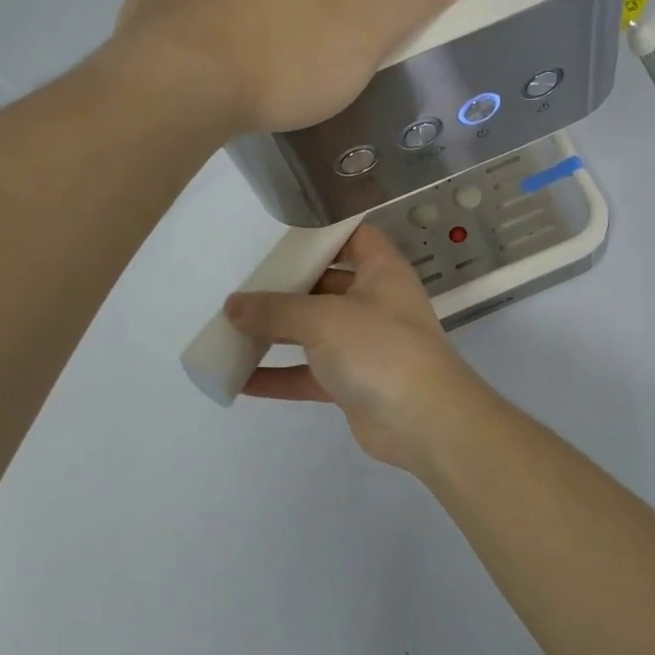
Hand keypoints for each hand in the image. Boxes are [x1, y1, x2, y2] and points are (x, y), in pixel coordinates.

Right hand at [224, 225, 496, 473]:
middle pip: (325, 285)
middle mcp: (375, 302)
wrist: (425, 422)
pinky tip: (240, 380)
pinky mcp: (354, 383)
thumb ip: (276, 310)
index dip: (322, 233)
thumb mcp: (324, 319)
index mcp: (381, 271)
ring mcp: (365, 345)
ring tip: (230, 330)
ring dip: (276, 333)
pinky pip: (309, 374)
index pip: (354, 237)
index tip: (280, 238)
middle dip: (286, 287)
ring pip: (314, 332)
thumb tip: (233, 305)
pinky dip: (279, 376)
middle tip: (243, 288)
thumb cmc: (380, 349)